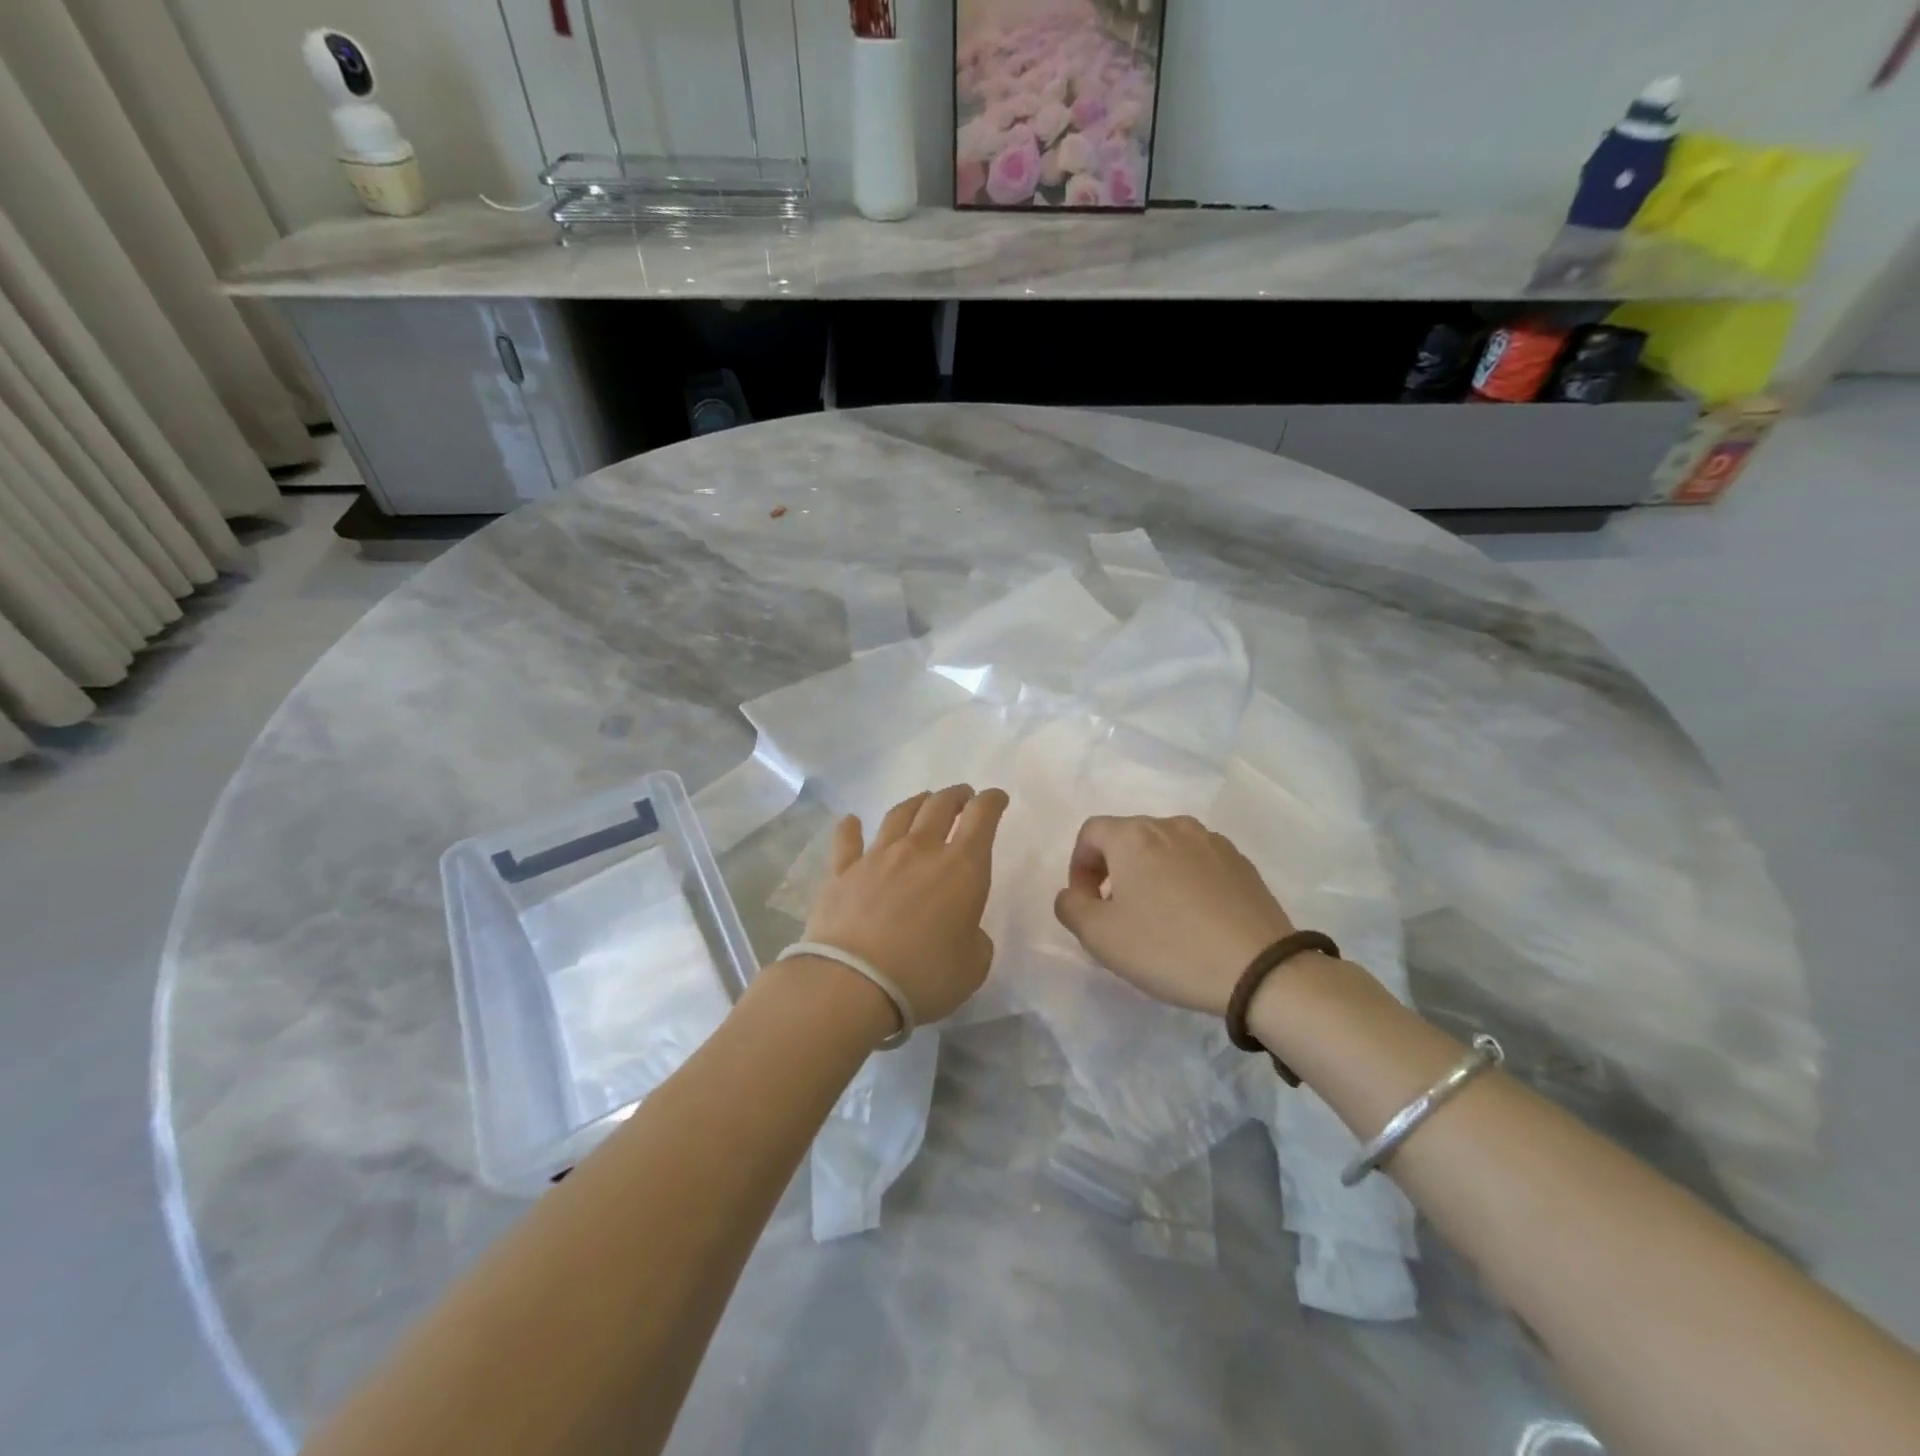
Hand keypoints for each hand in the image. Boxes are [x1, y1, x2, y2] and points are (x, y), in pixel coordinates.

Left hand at [798, 785, 1009, 1029]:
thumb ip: (975, 939)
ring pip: (899, 815)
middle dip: (956, 796)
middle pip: (940, 806)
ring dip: (916, 803)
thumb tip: (963, 929)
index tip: (997, 798)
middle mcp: (920, 850)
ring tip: (923, 802)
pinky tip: (851, 821)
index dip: (992, 801)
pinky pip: (847, 841)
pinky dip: (850, 828)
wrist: (852, 983)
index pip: (982, 817)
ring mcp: (877, 857)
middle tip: (963, 796)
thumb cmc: (924, 976)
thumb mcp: (974, 965)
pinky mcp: (842, 872)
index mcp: (962, 868)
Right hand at [1053, 815, 1295, 1015]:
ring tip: (1158, 915)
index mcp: (1134, 836)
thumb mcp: (1100, 936)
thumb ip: (1070, 906)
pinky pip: (1197, 862)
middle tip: (1117, 912)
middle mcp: (1172, 825)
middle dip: (1113, 869)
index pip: (1090, 833)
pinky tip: (1194, 918)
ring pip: (1165, 848)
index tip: (1087, 903)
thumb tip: (1073, 893)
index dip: (1079, 866)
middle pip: (1128, 837)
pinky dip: (1184, 880)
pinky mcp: (1241, 863)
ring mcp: (1211, 841)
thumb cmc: (1169, 948)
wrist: (1259, 970)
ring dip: (1150, 873)